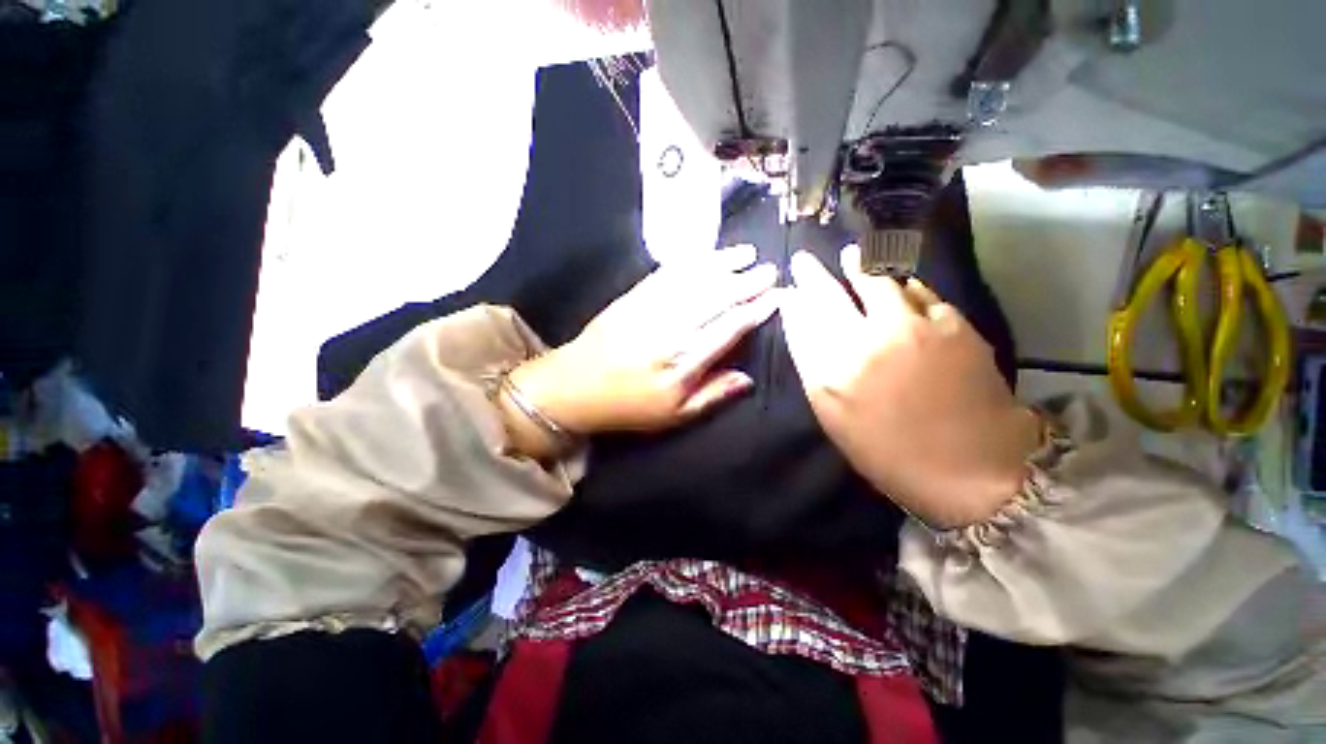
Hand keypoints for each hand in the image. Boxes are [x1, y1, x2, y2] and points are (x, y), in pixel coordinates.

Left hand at [503, 246, 777, 455]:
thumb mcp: (674, 415)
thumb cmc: (629, 406)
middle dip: (746, 282)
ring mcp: (650, 309)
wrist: (575, 386)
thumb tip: (748, 378)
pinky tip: (706, 256)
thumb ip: (713, 395)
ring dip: (722, 264)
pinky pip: (666, 274)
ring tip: (745, 253)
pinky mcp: (633, 297)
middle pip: (715, 299)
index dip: (754, 311)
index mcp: (683, 363)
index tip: (775, 297)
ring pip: (693, 281)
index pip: (728, 329)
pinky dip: (690, 262)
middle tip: (769, 269)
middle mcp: (670, 331)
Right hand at [779, 246, 1040, 528]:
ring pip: (875, 282)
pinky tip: (899, 285)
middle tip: (804, 261)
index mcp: (830, 374)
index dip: (793, 301)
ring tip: (852, 256)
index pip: (801, 322)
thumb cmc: (888, 451)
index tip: (788, 289)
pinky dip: (903, 284)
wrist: (972, 469)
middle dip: (812, 275)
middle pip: (829, 296)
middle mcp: (865, 343)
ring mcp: (911, 329)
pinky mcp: (951, 324)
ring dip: (859, 266)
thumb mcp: (835, 417)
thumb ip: (814, 369)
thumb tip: (802, 327)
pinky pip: (919, 292)